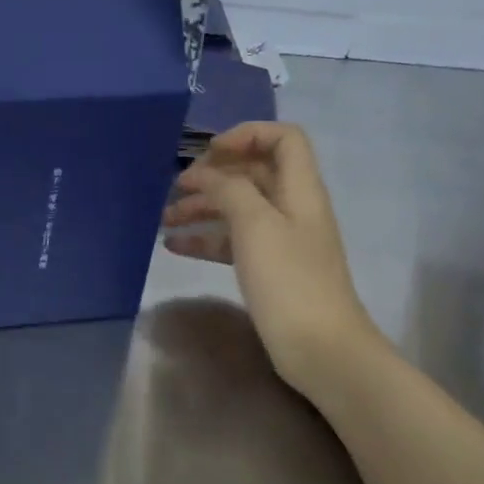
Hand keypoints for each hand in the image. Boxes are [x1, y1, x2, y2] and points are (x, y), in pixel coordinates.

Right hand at [162, 122, 385, 398]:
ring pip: (237, 209)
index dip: (246, 135)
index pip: (282, 139)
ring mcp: (280, 240)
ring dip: (202, 208)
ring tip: (164, 220)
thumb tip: (207, 175)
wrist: (319, 347)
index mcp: (299, 190)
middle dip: (213, 176)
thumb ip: (230, 189)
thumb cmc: (288, 280)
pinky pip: (232, 241)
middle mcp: (291, 208)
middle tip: (176, 189)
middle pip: (252, 174)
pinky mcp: (268, 268)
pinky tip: (174, 247)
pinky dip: (205, 239)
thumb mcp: (255, 225)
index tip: (208, 154)